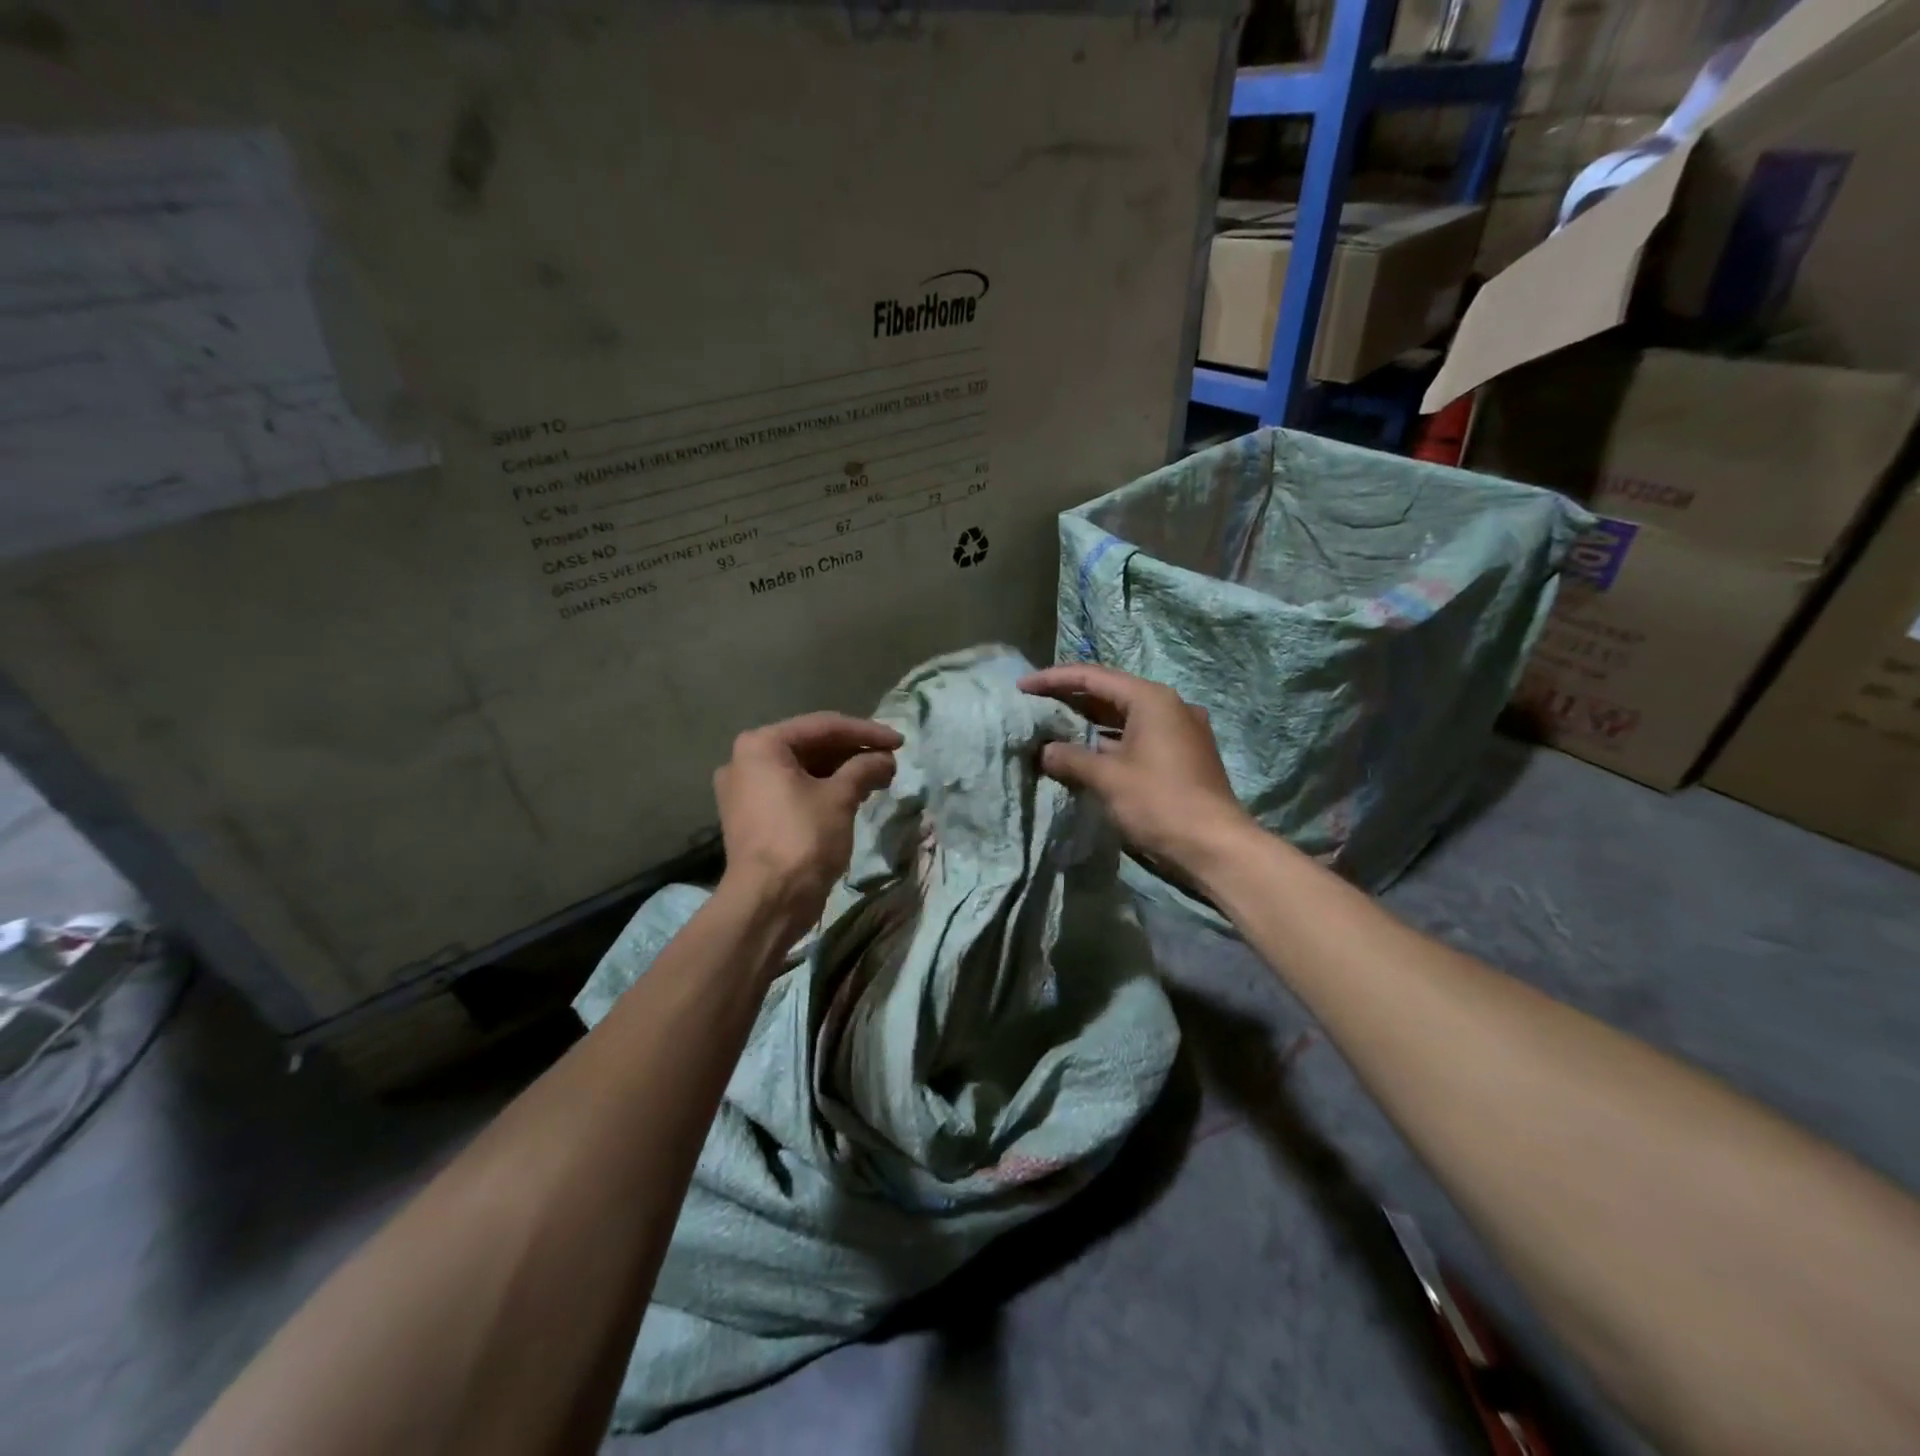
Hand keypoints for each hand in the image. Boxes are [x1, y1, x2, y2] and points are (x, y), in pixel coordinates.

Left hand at [714, 712, 902, 939]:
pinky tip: (855, 795)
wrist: (768, 902)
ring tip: (879, 779)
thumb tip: (885, 759)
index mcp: (761, 745)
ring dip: (842, 772)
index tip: (900, 742)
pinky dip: (824, 789)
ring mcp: (746, 790)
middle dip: (854, 753)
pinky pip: (794, 791)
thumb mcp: (840, 798)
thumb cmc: (803, 839)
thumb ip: (864, 768)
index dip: (866, 732)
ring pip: (804, 770)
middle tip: (890, 761)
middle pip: (811, 746)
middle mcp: (746, 761)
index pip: (824, 726)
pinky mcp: (753, 816)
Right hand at [1020, 664, 1250, 875]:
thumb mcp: (1108, 779)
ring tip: (1053, 729)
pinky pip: (1137, 737)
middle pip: (1110, 693)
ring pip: (1124, 717)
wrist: (1216, 845)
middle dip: (1071, 700)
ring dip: (1089, 723)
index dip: (1054, 680)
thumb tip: (1044, 751)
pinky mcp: (1182, 754)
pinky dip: (1109, 742)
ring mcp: (1179, 730)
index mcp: (1151, 699)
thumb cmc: (1160, 803)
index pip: (1093, 677)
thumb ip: (1071, 758)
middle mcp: (1168, 705)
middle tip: (1034, 706)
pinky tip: (1085, 754)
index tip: (1023, 687)